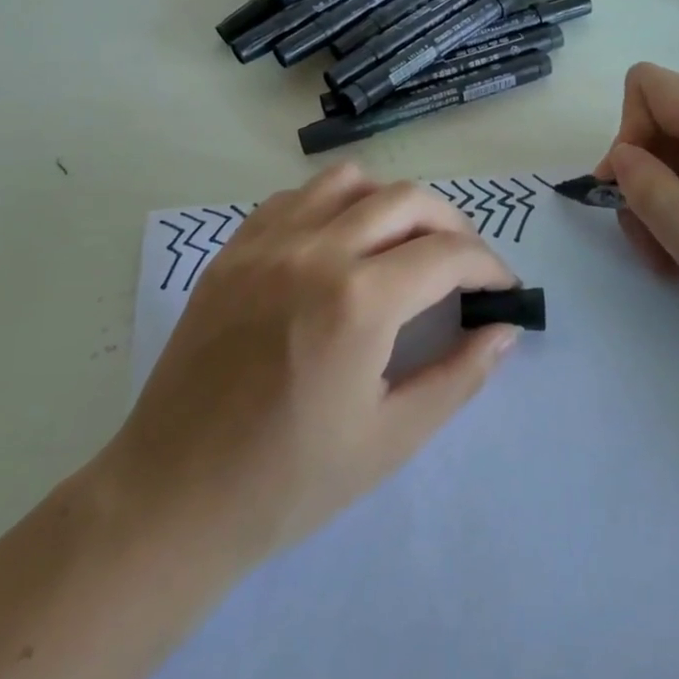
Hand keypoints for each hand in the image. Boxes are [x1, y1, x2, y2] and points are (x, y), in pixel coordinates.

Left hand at [108, 164, 519, 571]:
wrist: (173, 497)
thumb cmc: (288, 482)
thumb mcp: (390, 439)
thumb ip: (458, 376)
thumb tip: (505, 330)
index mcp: (359, 301)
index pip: (447, 253)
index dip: (488, 266)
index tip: (502, 289)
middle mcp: (315, 251)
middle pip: (407, 199)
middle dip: (453, 224)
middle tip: (465, 265)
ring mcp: (267, 242)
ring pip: (350, 181)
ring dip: (392, 202)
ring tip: (404, 244)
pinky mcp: (233, 249)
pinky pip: (296, 197)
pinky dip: (333, 204)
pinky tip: (337, 245)